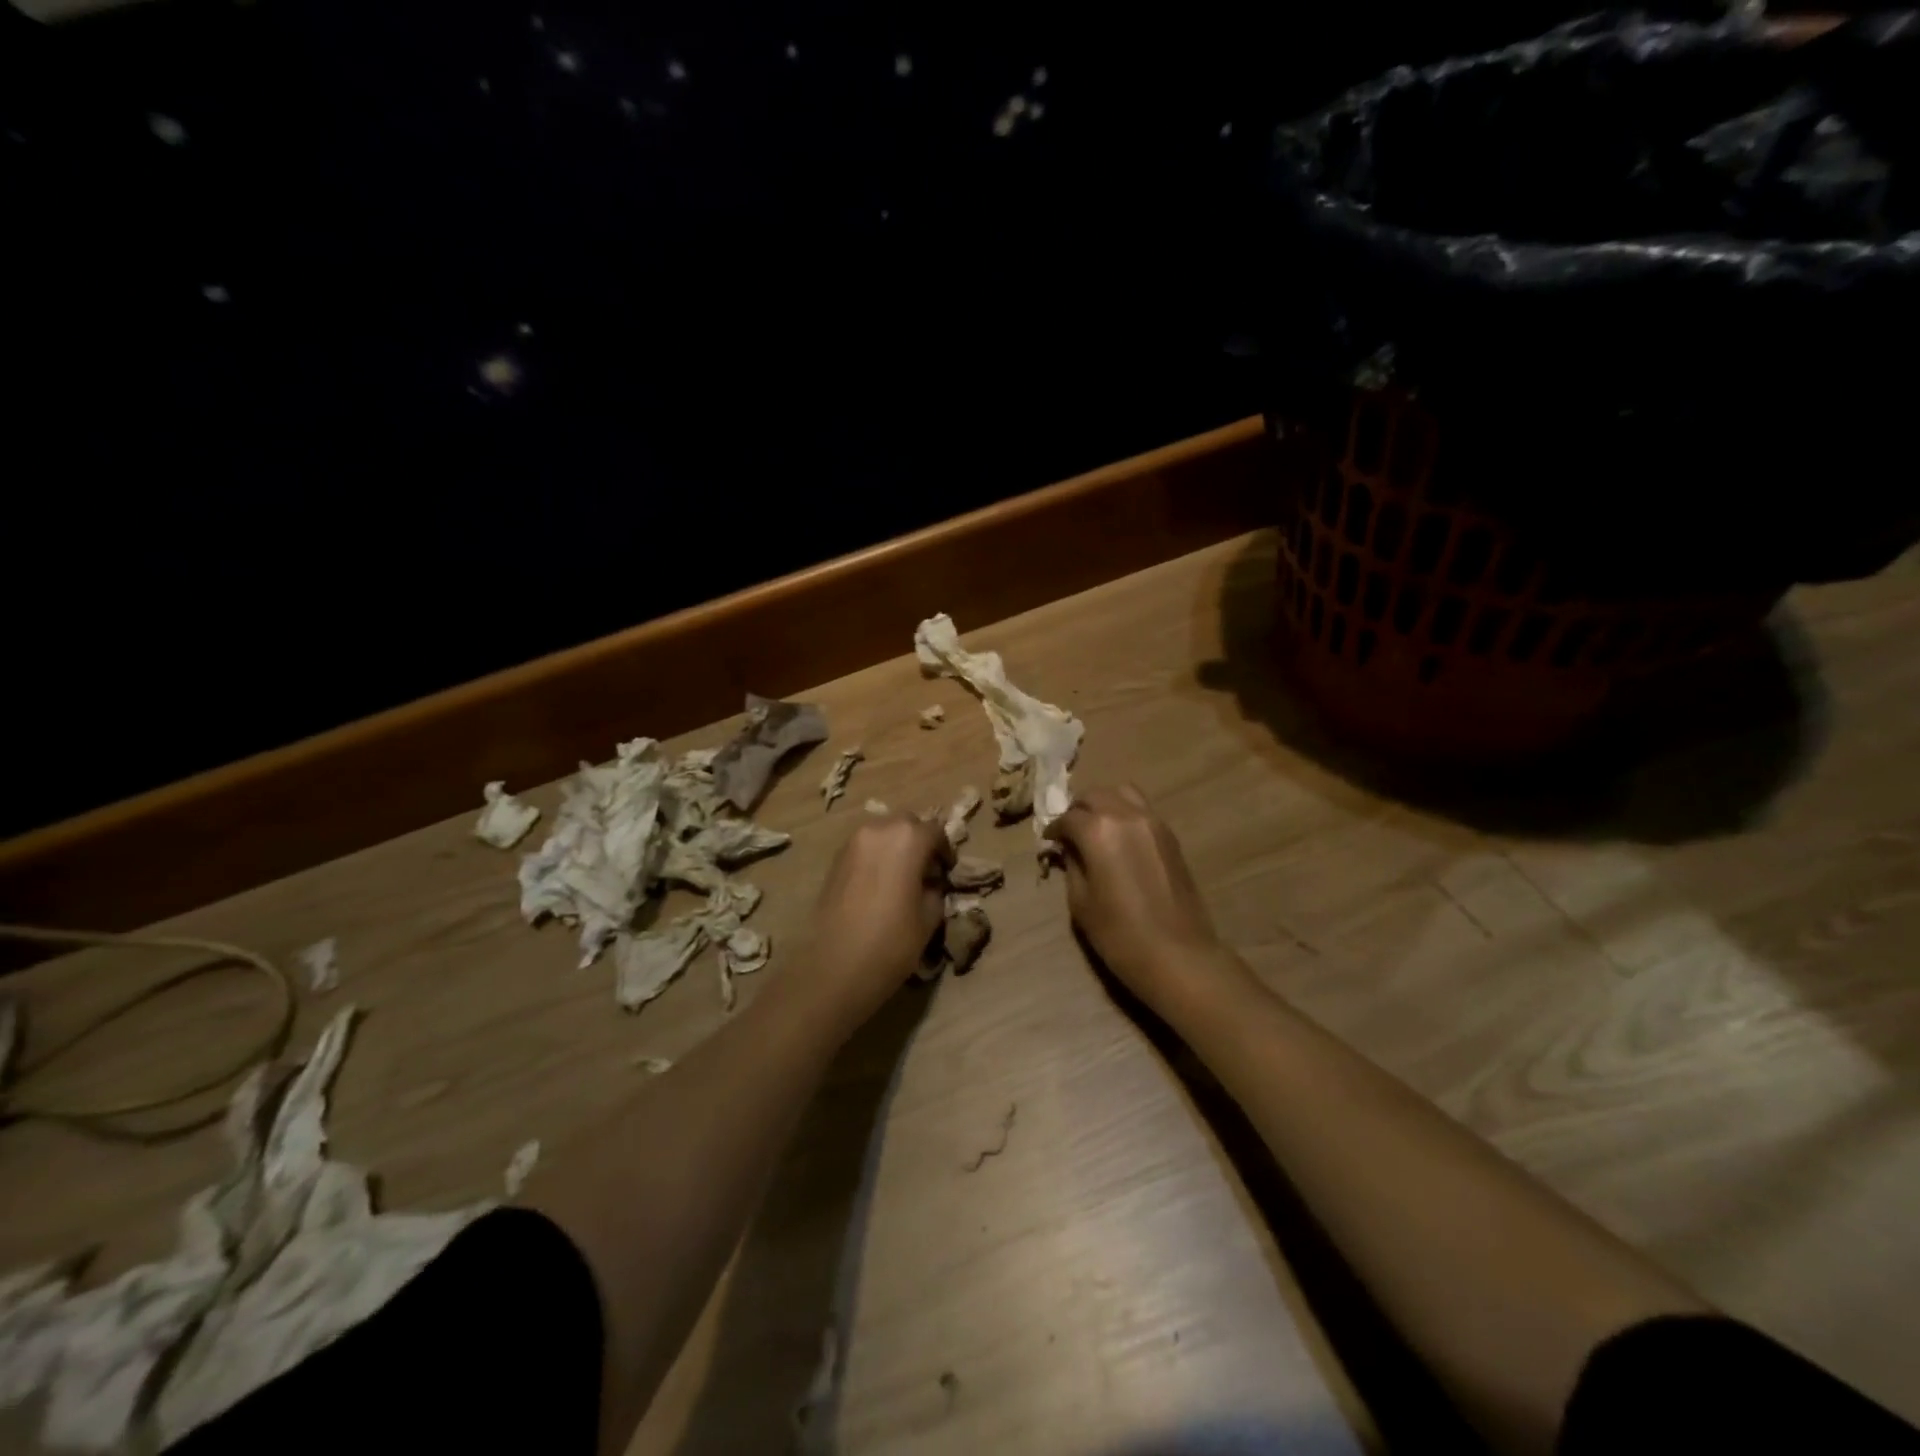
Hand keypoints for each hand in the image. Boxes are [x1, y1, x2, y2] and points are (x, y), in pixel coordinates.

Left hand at [804, 812, 953, 1027]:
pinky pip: (864, 848)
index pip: (935, 831)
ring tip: (902, 877)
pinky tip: (880, 885)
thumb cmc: (891, 942)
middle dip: (919, 841)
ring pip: (882, 833)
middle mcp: (878, 829)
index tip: (948, 871)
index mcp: (908, 838)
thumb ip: (935, 890)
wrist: (835, 967)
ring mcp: (852, 843)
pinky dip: (877, 857)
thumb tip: (931, 883)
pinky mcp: (835, 860)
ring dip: (896, 847)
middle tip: (927, 870)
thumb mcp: (929, 918)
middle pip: (907, 824)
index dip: (945, 850)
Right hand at [1044, 785, 1241, 1006]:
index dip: (1054, 829)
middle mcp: (1126, 815)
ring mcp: (1153, 822)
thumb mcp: (1081, 902)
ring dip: (1104, 804)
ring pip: (1122, 793)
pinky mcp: (1170, 836)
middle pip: (1095, 795)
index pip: (1068, 817)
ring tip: (1095, 829)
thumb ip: (1072, 865)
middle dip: (1078, 809)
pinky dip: (1125, 814)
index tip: (1049, 842)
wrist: (1178, 954)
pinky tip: (1119, 841)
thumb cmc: (1120, 934)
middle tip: (1069, 832)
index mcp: (1098, 830)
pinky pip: (1142, 810)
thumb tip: (1069, 849)